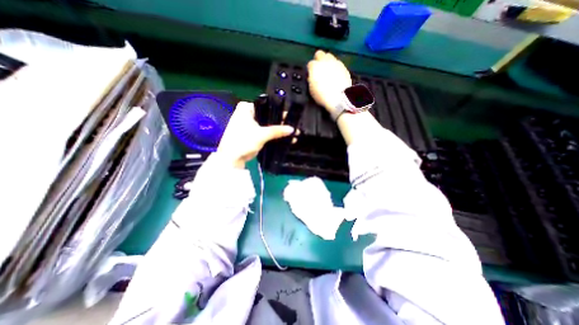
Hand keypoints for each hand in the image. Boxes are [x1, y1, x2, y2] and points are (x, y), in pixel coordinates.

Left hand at [216, 101, 294, 168]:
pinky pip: (265, 132)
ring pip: (267, 125)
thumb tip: (292, 129)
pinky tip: (285, 138)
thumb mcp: (261, 134)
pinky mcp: (252, 133)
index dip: (280, 112)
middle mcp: (248, 114)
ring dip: (278, 130)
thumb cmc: (243, 141)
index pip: (267, 106)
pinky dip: (273, 135)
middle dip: (281, 123)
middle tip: (294, 125)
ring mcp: (250, 124)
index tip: (291, 117)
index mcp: (247, 108)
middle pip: (268, 116)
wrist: (231, 158)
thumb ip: (277, 130)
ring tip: (292, 133)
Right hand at [308, 50, 352, 115]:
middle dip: (318, 60)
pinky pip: (337, 63)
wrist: (338, 98)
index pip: (310, 64)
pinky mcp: (344, 67)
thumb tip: (312, 77)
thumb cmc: (322, 96)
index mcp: (315, 67)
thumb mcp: (311, 89)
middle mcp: (325, 61)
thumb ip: (311, 79)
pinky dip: (335, 67)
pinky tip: (335, 75)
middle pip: (319, 54)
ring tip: (327, 71)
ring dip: (327, 62)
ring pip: (329, 56)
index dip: (310, 70)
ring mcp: (335, 63)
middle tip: (319, 69)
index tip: (311, 75)